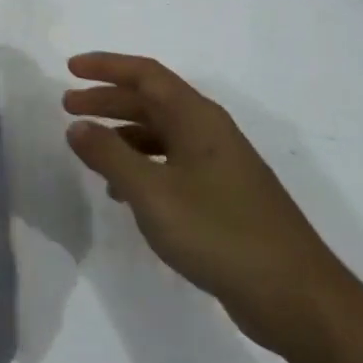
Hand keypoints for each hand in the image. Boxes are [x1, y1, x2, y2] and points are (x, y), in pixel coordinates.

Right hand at [63, 52, 351, 354]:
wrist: (294, 296)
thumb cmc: (218, 231)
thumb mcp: (152, 192)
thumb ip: (109, 156)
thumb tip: (77, 126)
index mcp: (197, 118)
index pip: (146, 74)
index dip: (106, 66)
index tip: (70, 69)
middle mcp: (209, 132)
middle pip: (151, 101)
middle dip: (108, 100)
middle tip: (68, 107)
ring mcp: (219, 165)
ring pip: (161, 134)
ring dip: (122, 135)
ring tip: (89, 150)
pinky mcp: (223, 197)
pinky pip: (172, 165)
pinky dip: (142, 167)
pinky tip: (122, 193)